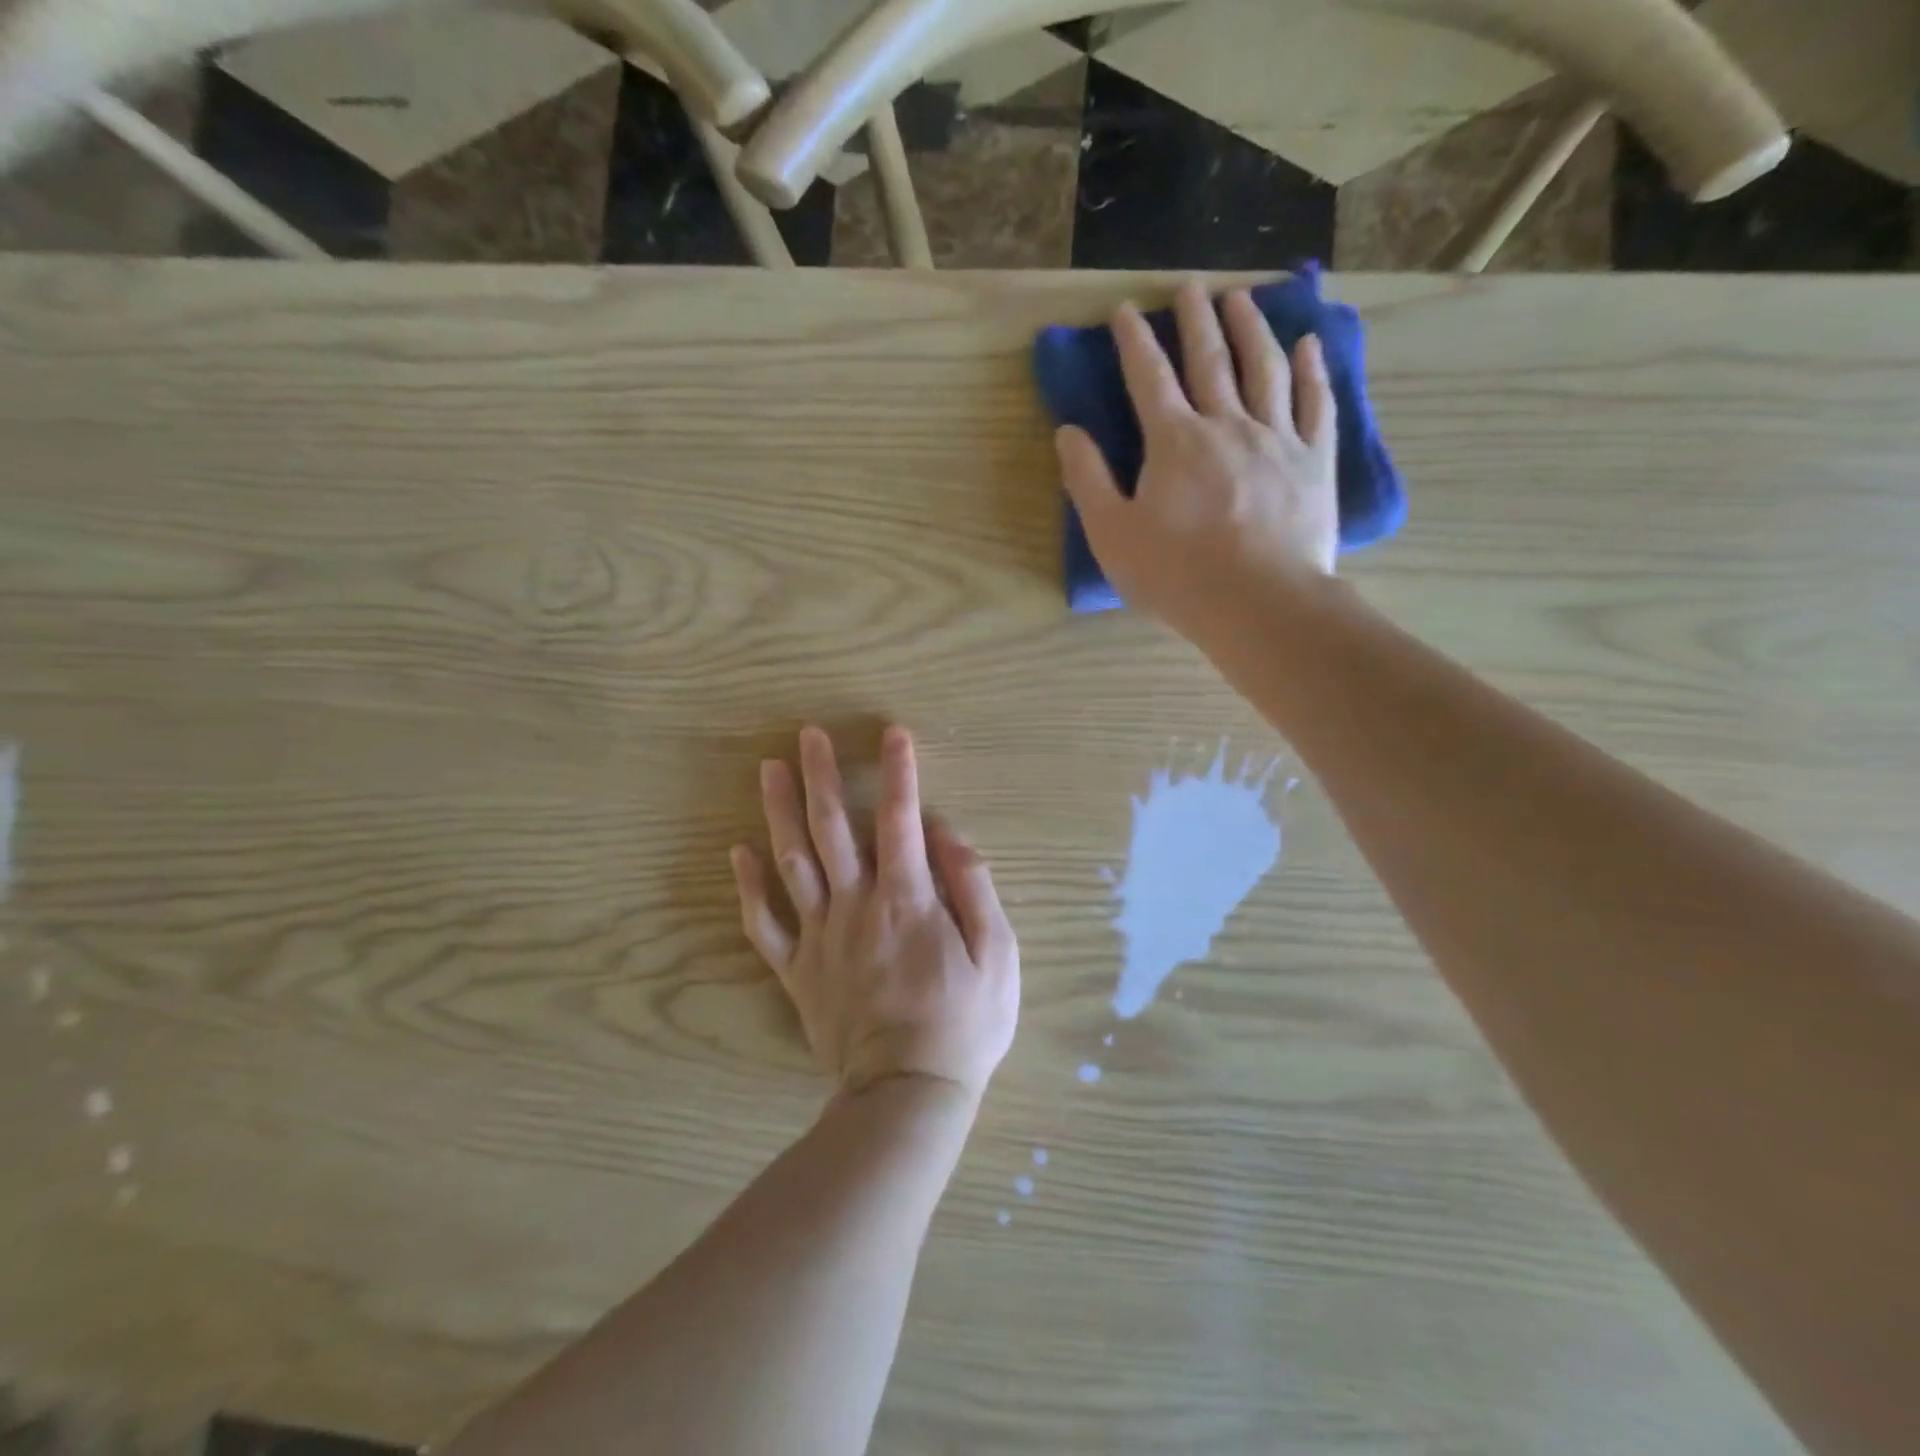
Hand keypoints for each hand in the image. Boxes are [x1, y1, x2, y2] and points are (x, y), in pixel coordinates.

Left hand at [730, 726, 1019, 1102]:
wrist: (907, 1094)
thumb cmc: (963, 1024)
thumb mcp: (998, 954)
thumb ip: (973, 887)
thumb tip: (946, 834)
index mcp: (908, 899)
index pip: (901, 819)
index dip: (899, 771)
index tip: (893, 733)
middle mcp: (857, 905)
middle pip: (833, 828)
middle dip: (821, 776)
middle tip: (808, 734)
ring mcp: (820, 937)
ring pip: (793, 862)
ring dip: (779, 812)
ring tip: (770, 769)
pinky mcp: (797, 970)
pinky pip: (764, 924)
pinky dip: (749, 887)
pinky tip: (739, 852)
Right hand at [1055, 280, 1338, 638]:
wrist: (1258, 603)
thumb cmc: (1176, 574)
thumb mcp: (1112, 535)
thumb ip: (1087, 480)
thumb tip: (1067, 432)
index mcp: (1174, 441)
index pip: (1148, 377)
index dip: (1134, 340)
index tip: (1124, 309)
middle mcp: (1226, 424)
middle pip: (1210, 359)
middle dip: (1196, 319)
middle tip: (1190, 286)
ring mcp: (1276, 438)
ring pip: (1265, 367)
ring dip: (1251, 328)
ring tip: (1242, 299)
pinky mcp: (1314, 461)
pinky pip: (1315, 403)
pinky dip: (1312, 370)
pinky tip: (1309, 345)